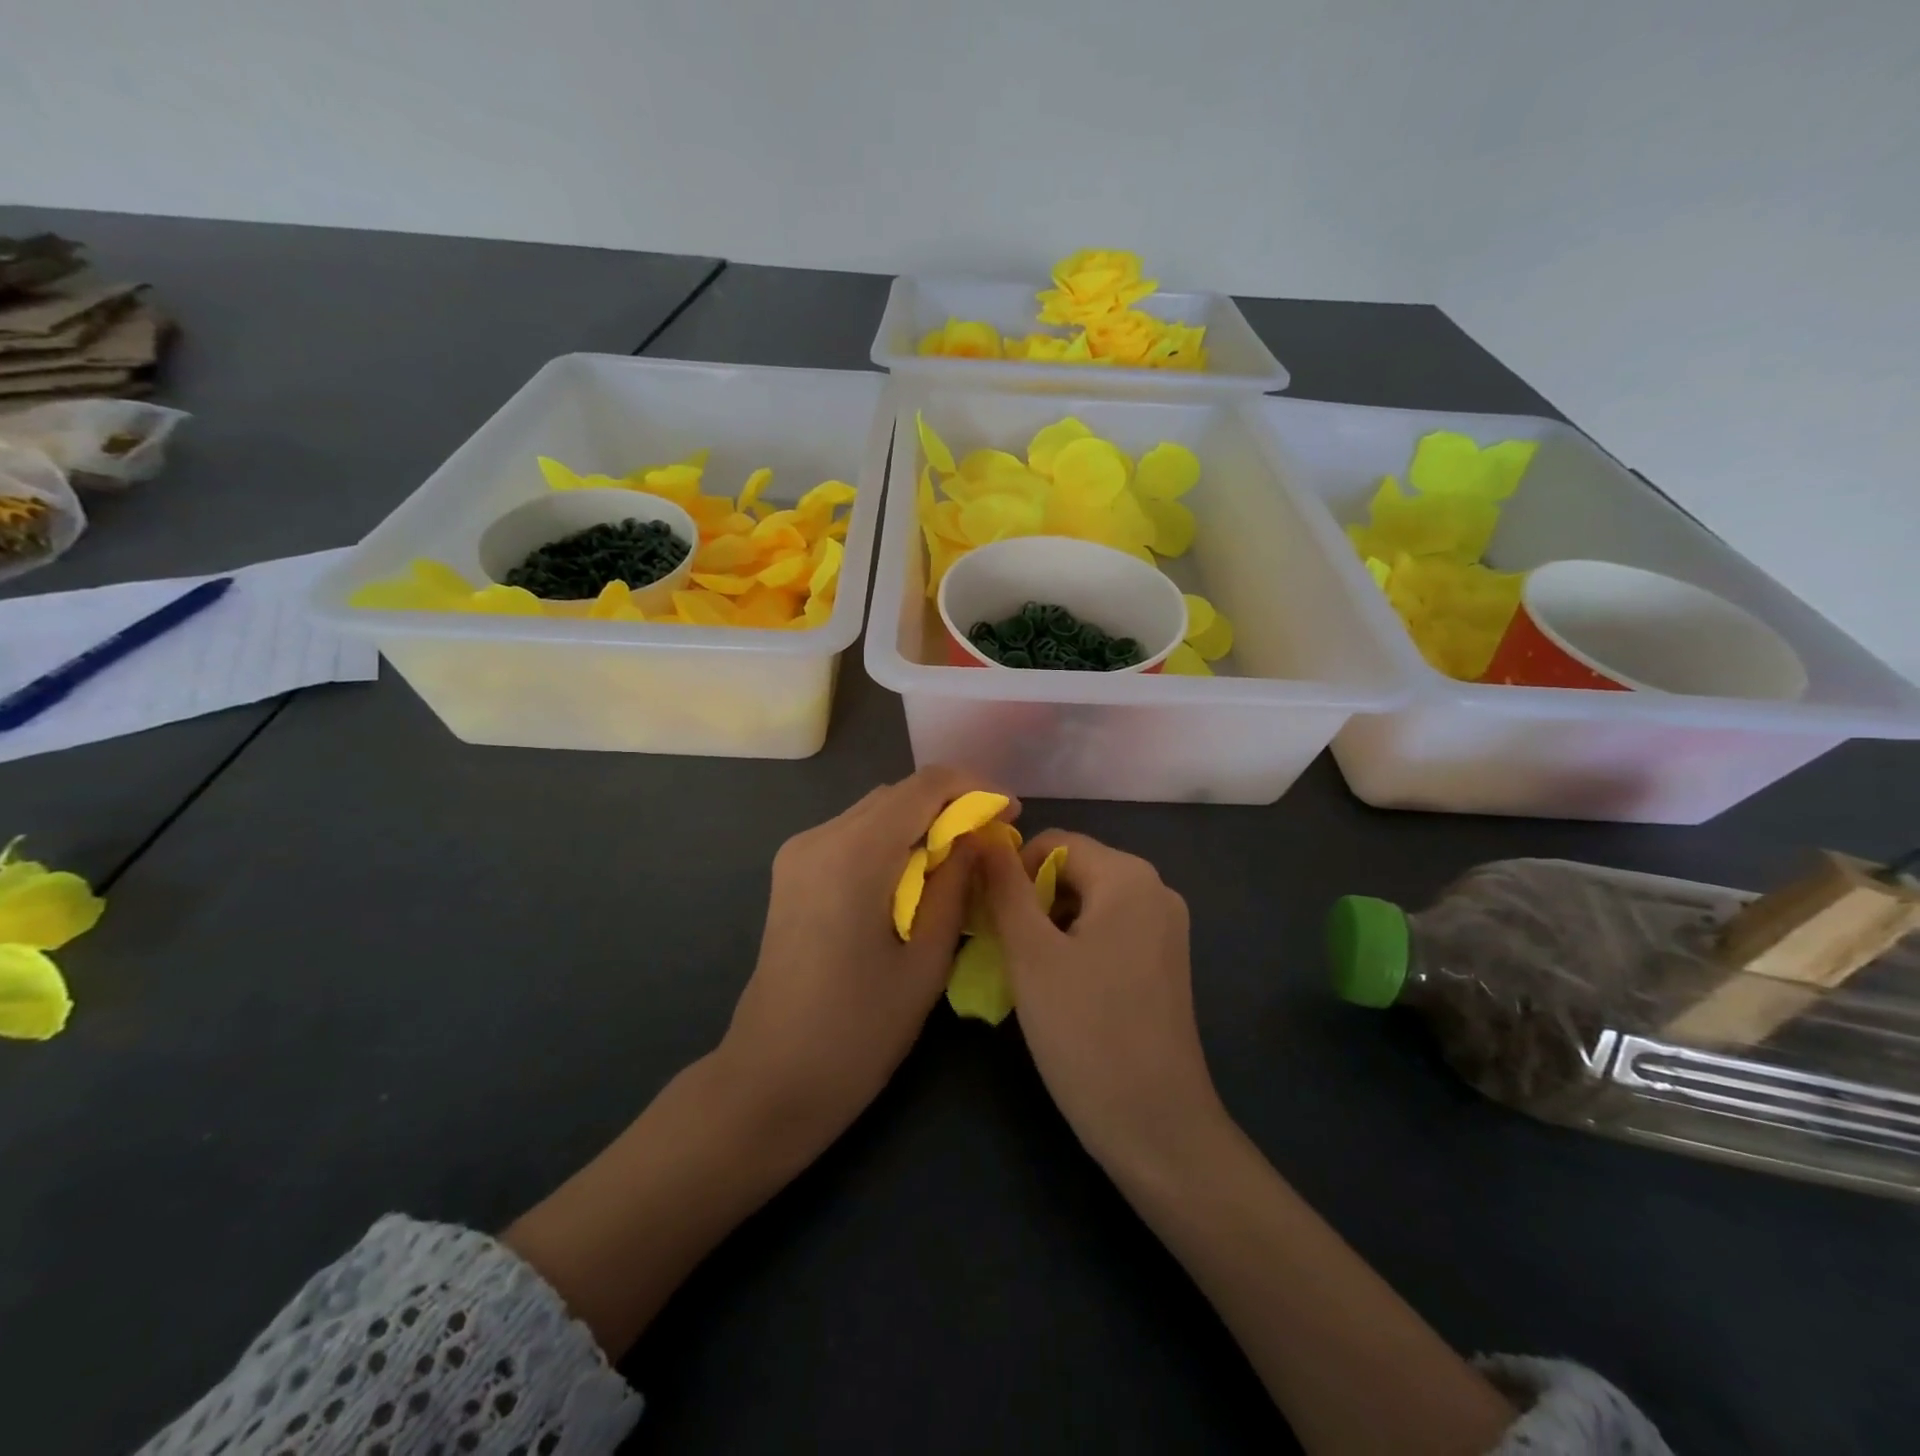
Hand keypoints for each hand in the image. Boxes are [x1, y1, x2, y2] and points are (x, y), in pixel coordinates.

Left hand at [717, 766, 1014, 1161]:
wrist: (770, 1079)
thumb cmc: (858, 1032)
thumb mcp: (926, 962)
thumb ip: (955, 886)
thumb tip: (978, 838)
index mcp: (854, 853)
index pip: (924, 785)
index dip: (975, 786)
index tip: (1011, 812)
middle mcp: (819, 837)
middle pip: (897, 793)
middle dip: (950, 804)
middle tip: (991, 840)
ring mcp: (798, 853)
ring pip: (874, 810)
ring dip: (921, 821)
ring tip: (958, 860)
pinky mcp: (792, 872)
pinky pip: (852, 834)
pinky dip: (891, 839)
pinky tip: (913, 876)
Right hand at [980, 831, 1224, 1170]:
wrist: (1157, 1127)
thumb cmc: (1086, 1032)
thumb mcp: (1031, 954)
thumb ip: (1004, 887)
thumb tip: (982, 836)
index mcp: (1128, 876)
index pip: (1054, 843)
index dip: (1012, 872)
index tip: (990, 920)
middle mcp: (1155, 890)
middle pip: (1073, 870)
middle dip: (1030, 901)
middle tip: (1004, 951)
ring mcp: (1165, 928)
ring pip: (1087, 903)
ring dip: (1049, 926)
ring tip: (1028, 975)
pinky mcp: (1164, 962)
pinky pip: (1109, 931)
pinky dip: (1075, 946)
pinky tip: (1060, 989)